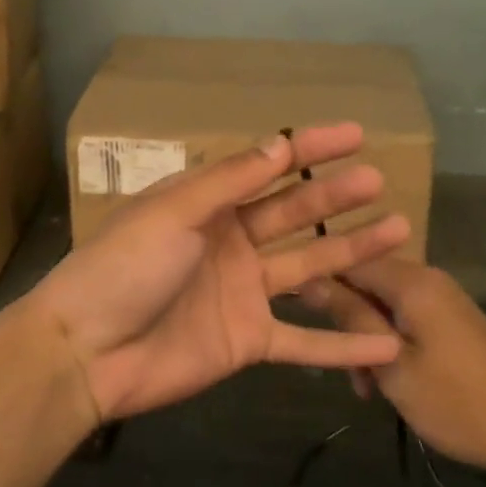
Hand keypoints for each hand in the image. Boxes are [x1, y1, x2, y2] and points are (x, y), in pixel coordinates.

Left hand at [31, 124, 410, 421]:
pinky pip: (304, 341)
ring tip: (398, 232)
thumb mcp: (173, 212)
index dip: (310, 148)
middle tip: (378, 180)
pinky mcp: (249, 340)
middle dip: (335, 195)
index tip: (354, 133)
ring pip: (310, 267)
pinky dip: (343, 344)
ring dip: (351, 252)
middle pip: (294, 213)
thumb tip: (279, 143)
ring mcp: (244, 292)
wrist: (87, 352)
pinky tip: (387, 341)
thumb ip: (229, 182)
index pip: (268, 166)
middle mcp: (231, 241)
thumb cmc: (124, 267)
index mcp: (208, 204)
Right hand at [302, 261, 485, 482]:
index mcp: (411, 281)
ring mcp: (442, 298)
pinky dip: (391, 343)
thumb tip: (309, 281)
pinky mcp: (452, 319)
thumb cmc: (458, 402)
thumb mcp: (393, 365)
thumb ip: (351, 319)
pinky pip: (406, 317)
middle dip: (347, 323)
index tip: (303, 321)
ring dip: (367, 340)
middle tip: (348, 375)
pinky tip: (393, 382)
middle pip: (365, 283)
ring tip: (370, 389)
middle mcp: (426, 278)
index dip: (320, 286)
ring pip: (383, 305)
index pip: (347, 260)